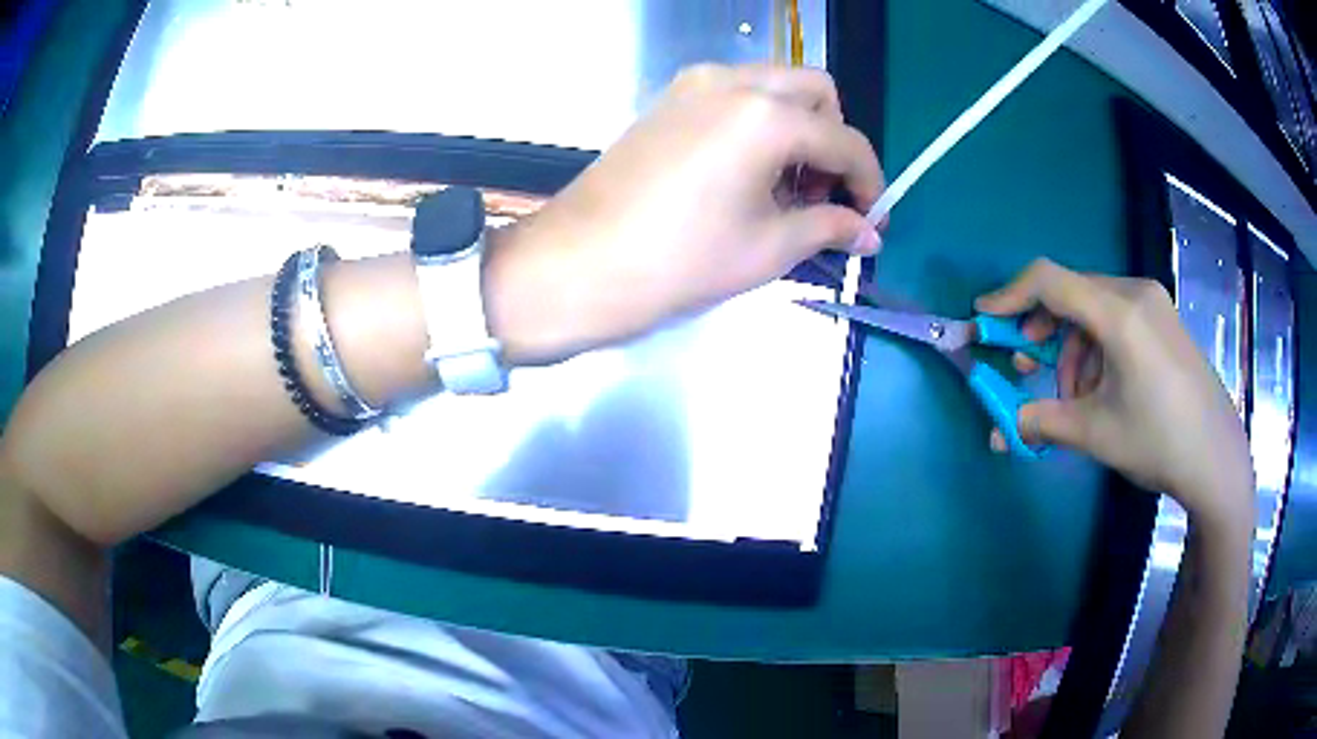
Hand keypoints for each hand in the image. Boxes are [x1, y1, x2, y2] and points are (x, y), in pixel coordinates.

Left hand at [484, 63, 884, 363]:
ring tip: (786, 189)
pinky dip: (760, 122)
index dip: (870, 181)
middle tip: (824, 194)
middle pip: (816, 91)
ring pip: (775, 85)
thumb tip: (869, 233)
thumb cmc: (678, 262)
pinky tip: (748, 173)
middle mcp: (734, 82)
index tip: (872, 218)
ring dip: (798, 127)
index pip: (844, 139)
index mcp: (766, 115)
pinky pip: (736, 94)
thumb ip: (829, 228)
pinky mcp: (669, 99)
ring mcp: (695, 84)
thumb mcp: (767, 249)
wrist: (578, 264)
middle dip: (834, 138)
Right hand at [976, 259, 1252, 522]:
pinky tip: (1103, 387)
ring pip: (1093, 309)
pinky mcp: (1163, 319)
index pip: (1050, 281)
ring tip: (1075, 396)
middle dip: (1043, 332)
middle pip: (1071, 294)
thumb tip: (1000, 432)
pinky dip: (1096, 348)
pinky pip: (1116, 317)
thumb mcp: (1096, 434)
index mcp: (1119, 313)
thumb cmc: (1159, 441)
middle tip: (1029, 370)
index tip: (984, 319)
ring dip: (1071, 348)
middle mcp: (1135, 293)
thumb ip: (1042, 422)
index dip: (1010, 294)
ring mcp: (1154, 303)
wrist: (1216, 457)